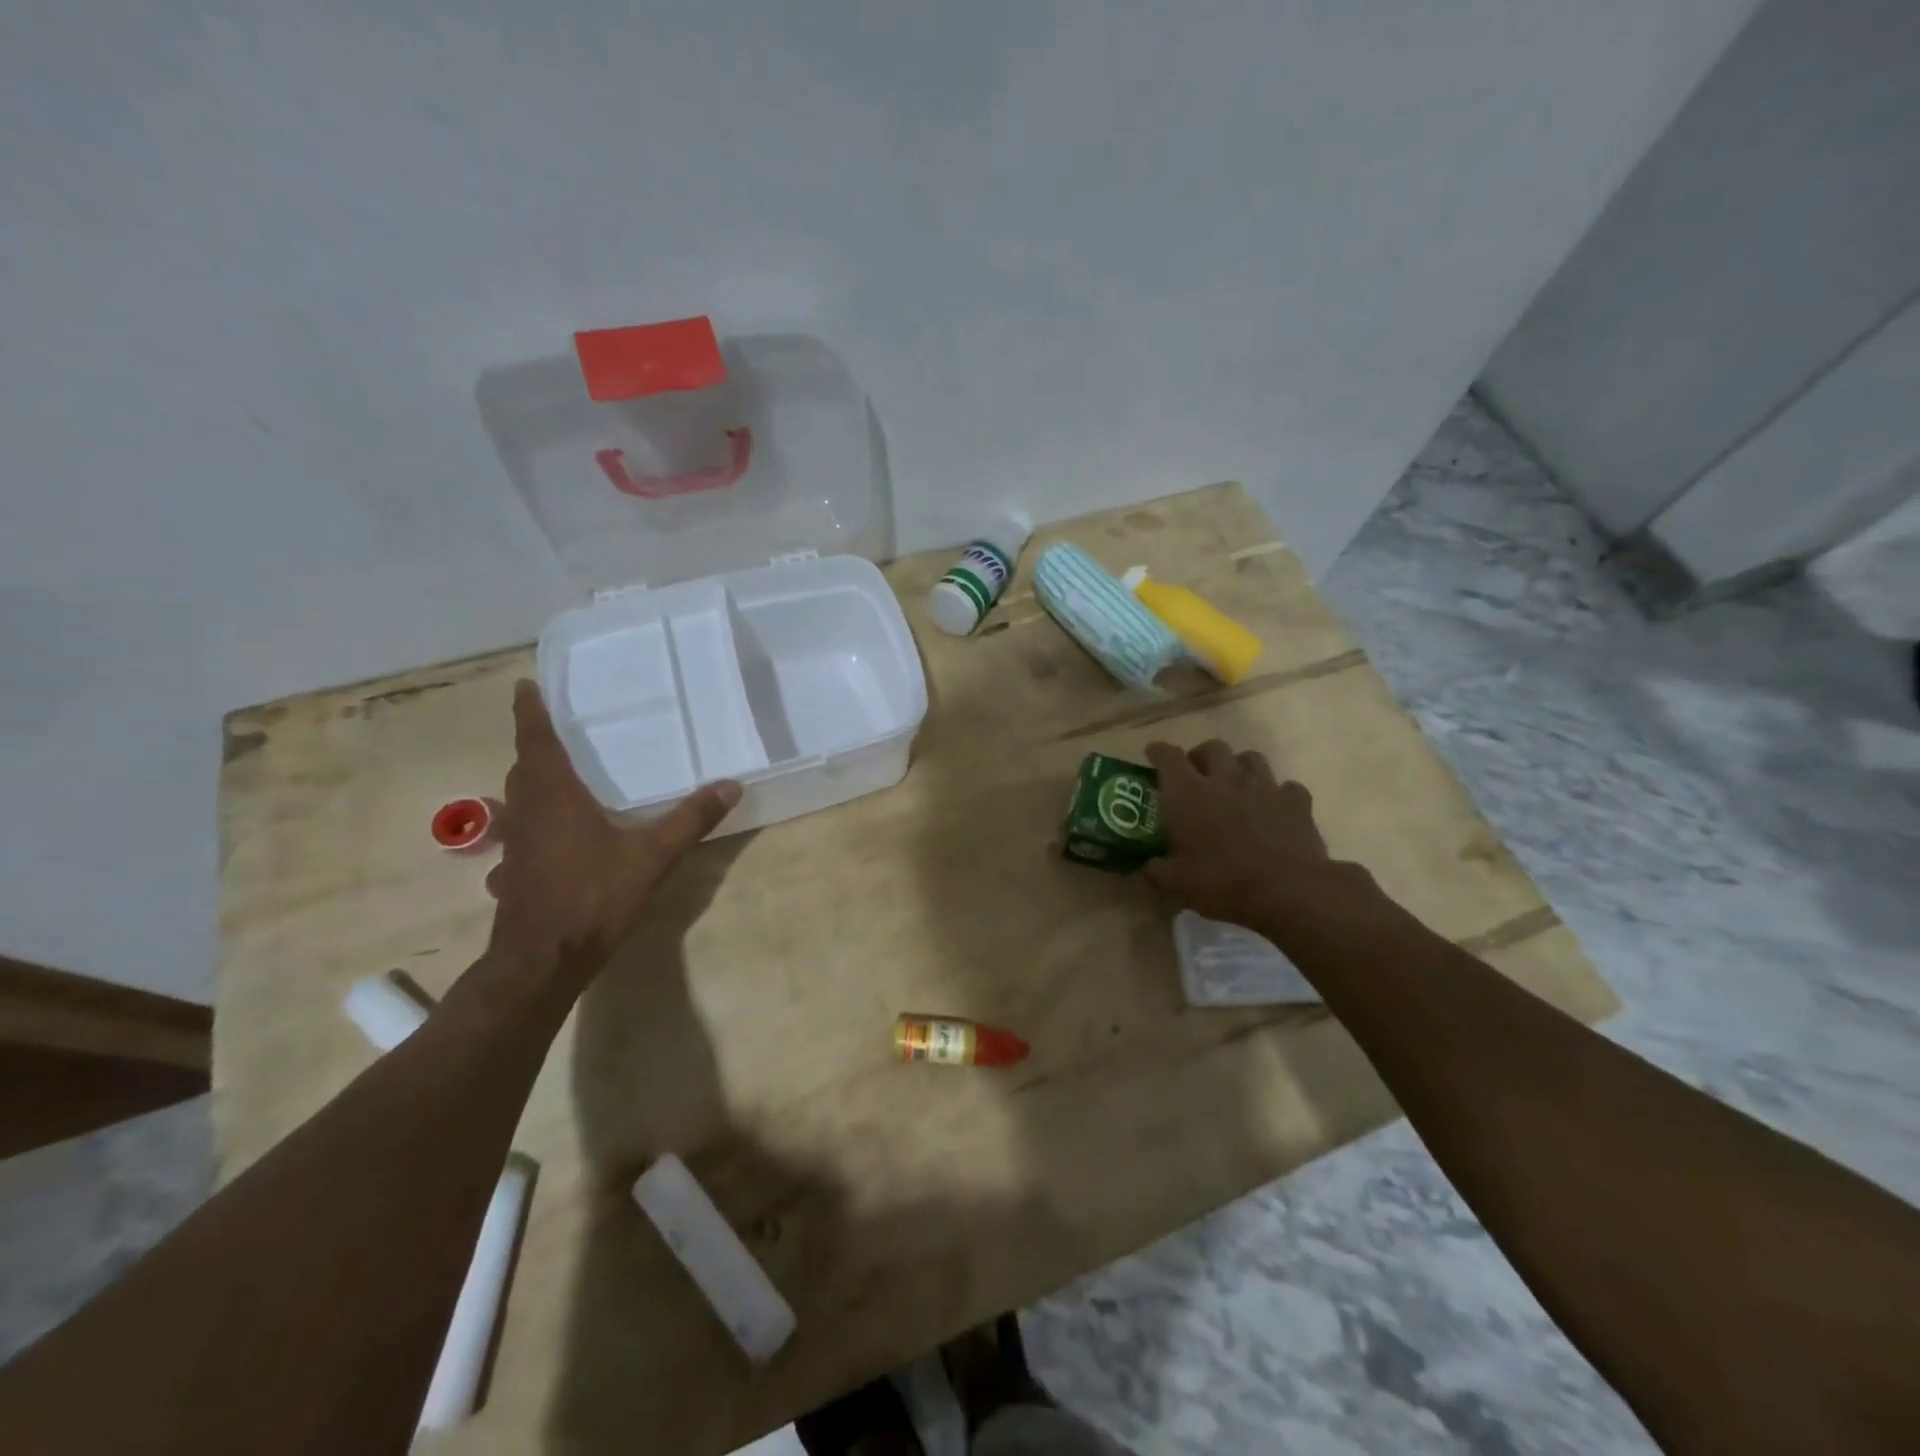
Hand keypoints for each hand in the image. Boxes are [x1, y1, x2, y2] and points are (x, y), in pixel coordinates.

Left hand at [487, 680, 740, 973]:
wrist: (544, 959)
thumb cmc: (594, 896)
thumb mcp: (654, 855)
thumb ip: (691, 819)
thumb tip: (731, 785)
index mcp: (554, 796)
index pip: (536, 741)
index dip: (529, 712)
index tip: (524, 685)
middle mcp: (527, 813)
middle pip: (523, 769)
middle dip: (534, 747)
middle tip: (553, 731)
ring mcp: (514, 846)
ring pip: (516, 803)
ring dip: (529, 785)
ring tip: (552, 780)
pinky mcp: (512, 874)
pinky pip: (517, 837)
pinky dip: (528, 827)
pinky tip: (545, 844)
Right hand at [1143, 739, 1329, 929]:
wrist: (1288, 891)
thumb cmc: (1222, 882)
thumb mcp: (1176, 884)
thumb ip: (1156, 870)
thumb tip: (1147, 866)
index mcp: (1188, 793)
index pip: (1168, 756)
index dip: (1158, 752)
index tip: (1153, 755)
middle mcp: (1225, 779)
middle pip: (1212, 748)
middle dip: (1201, 756)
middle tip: (1196, 776)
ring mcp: (1264, 787)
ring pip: (1250, 758)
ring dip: (1239, 767)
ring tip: (1234, 785)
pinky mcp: (1296, 802)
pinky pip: (1286, 787)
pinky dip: (1277, 794)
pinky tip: (1273, 809)